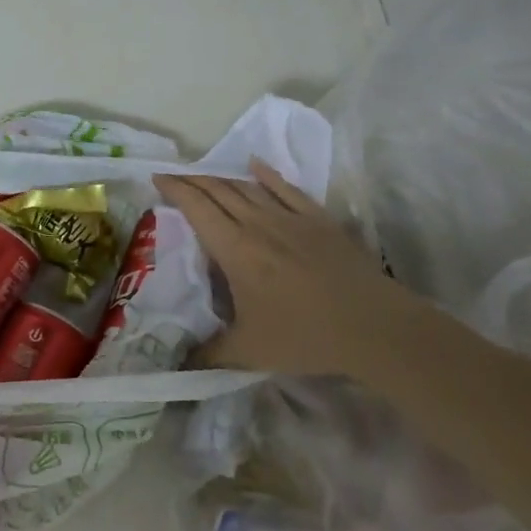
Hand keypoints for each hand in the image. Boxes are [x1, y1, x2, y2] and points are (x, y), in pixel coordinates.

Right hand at [155, 159, 423, 378]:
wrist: (374, 327)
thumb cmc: (305, 336)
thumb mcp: (249, 352)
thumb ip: (210, 355)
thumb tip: (180, 365)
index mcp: (235, 249)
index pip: (197, 208)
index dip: (175, 189)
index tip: (157, 178)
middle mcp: (258, 224)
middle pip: (219, 190)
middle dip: (192, 180)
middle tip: (173, 176)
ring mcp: (291, 218)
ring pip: (248, 187)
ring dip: (222, 178)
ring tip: (205, 175)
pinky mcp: (319, 220)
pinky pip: (287, 189)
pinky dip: (267, 175)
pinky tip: (256, 166)